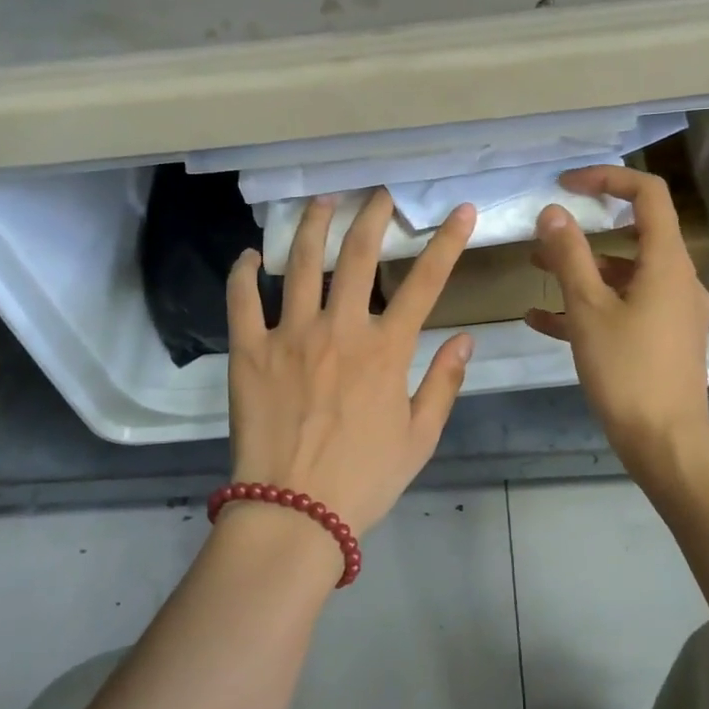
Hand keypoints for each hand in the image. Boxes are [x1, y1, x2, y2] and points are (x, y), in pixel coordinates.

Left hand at [227, 190, 476, 536]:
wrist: (294, 514)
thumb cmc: (364, 479)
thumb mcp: (419, 438)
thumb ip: (444, 384)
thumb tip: (466, 339)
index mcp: (386, 350)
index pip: (426, 282)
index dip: (447, 241)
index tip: (460, 210)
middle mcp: (340, 329)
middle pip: (359, 255)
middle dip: (372, 215)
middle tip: (378, 194)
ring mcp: (290, 336)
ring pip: (302, 263)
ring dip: (313, 224)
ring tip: (322, 201)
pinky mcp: (249, 351)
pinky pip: (242, 300)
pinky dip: (244, 272)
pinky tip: (250, 254)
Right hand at [525, 166, 708, 480]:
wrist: (665, 444)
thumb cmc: (627, 371)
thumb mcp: (588, 309)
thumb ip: (569, 256)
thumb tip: (553, 212)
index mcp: (667, 263)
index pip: (648, 195)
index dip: (608, 178)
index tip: (566, 185)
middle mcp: (677, 280)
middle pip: (633, 235)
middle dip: (584, 231)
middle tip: (545, 232)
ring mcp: (672, 312)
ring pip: (624, 276)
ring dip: (581, 270)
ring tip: (534, 273)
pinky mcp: (663, 339)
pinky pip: (624, 309)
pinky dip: (590, 306)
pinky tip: (542, 321)